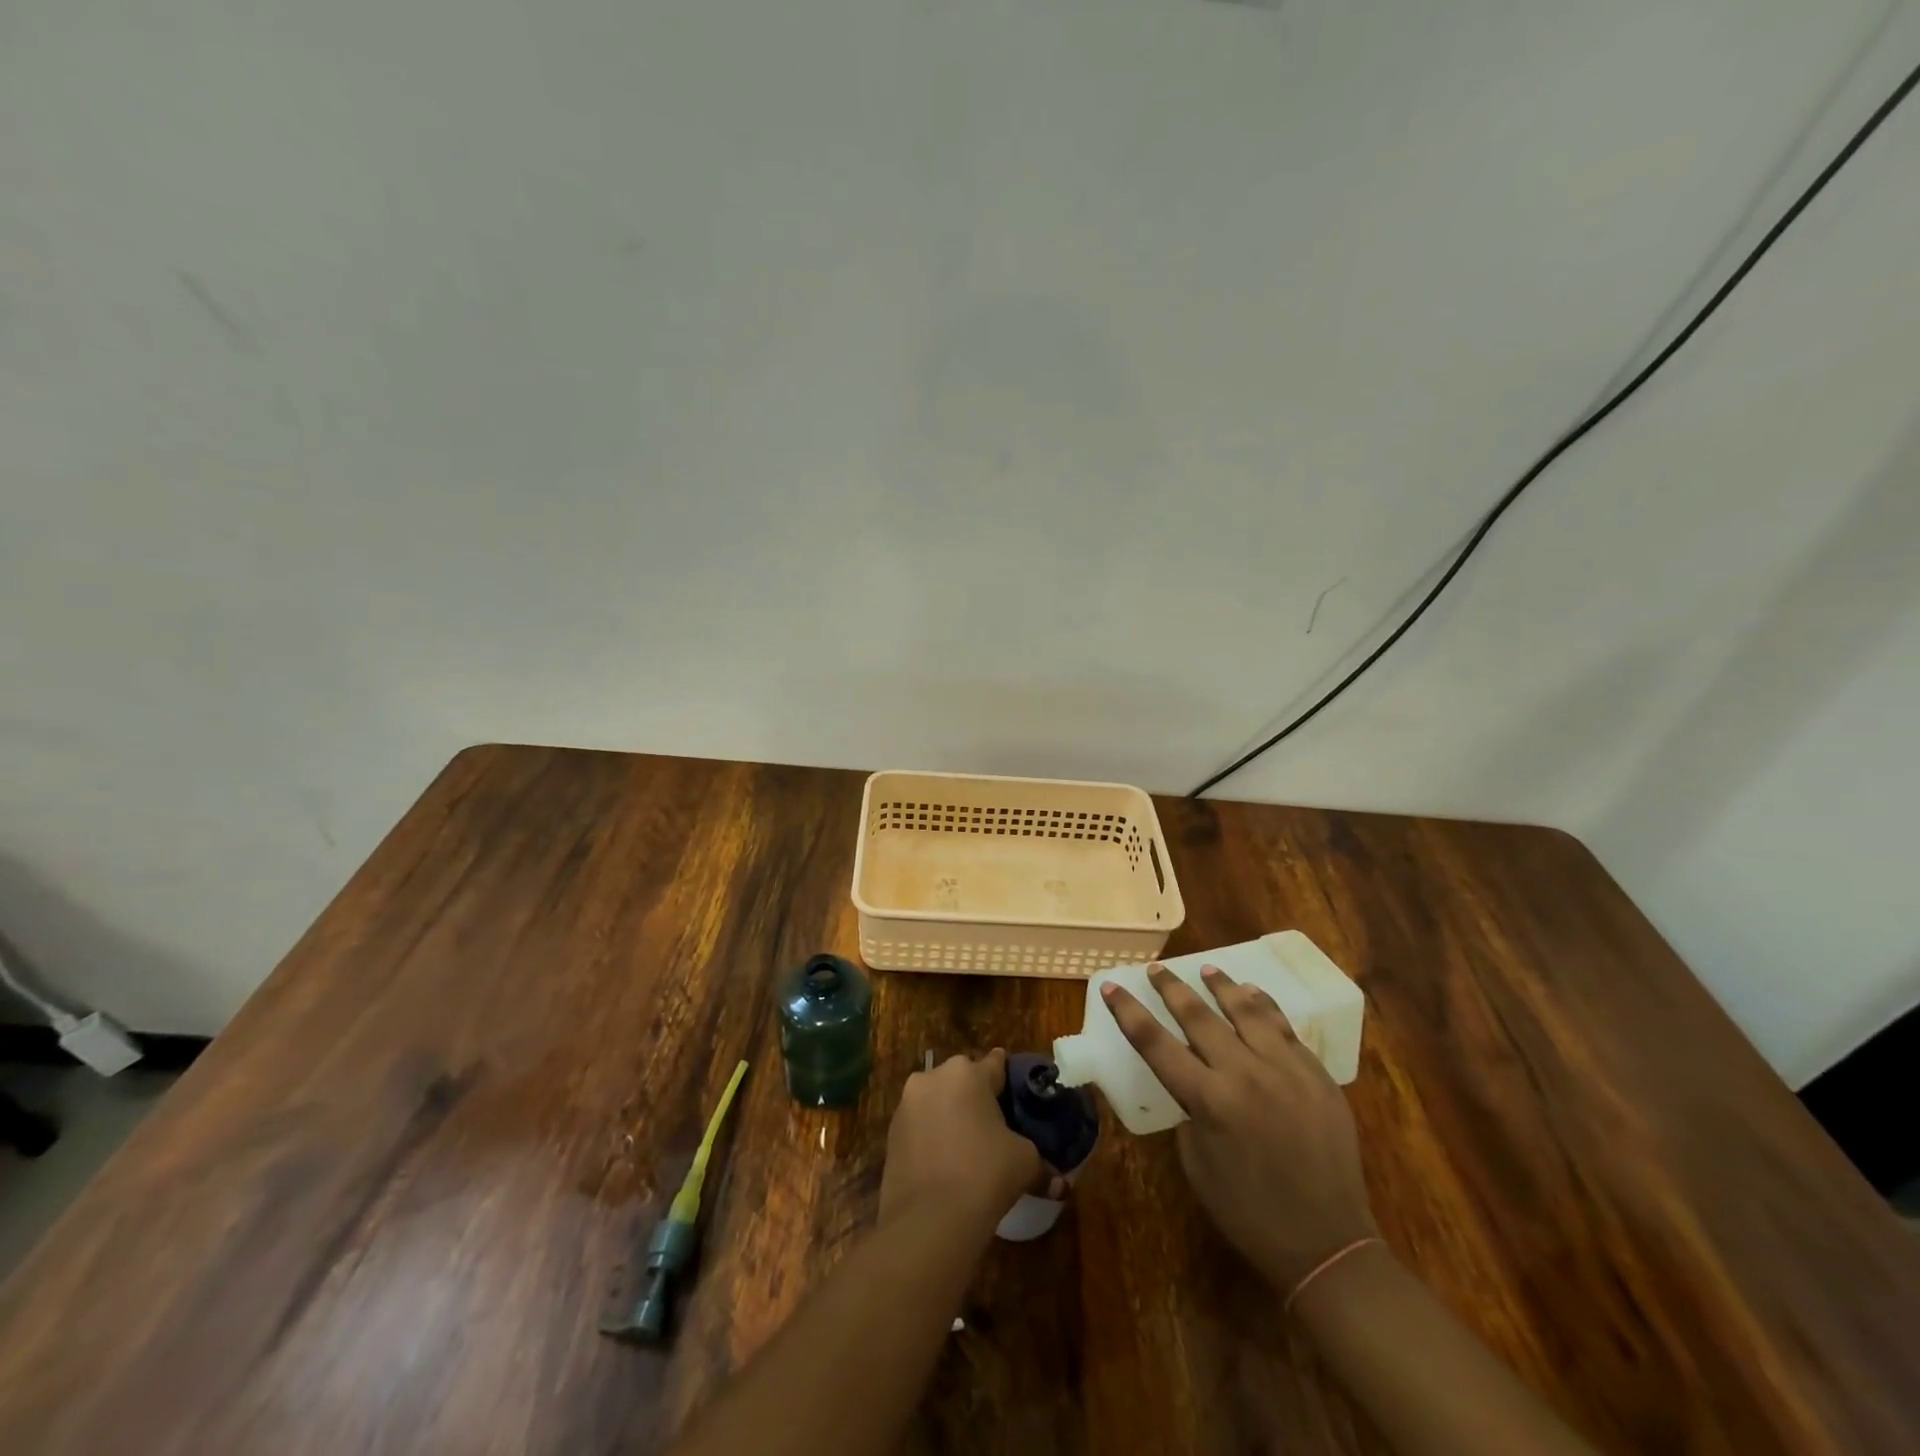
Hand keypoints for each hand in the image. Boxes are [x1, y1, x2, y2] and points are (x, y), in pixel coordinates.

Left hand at [879, 1049, 1039, 1236]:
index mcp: (968, 1073)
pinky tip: (944, 1163)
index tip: (1018, 1098)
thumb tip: (1060, 1183)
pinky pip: (919, 1125)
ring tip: (967, 1148)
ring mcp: (907, 1103)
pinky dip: (931, 1136)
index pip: (996, 1064)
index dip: (1009, 1081)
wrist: (928, 1220)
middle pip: (962, 1080)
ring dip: (950, 1115)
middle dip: (976, 1098)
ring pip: (937, 1100)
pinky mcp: (890, 1132)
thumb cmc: (984, 1174)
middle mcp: (933, 1076)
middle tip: (994, 1127)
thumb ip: (1042, 1163)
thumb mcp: (1024, 1163)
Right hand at [1103, 964, 1376, 1291]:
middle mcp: (1246, 1074)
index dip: (1129, 1013)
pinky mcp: (1318, 1075)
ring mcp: (1287, 1070)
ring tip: (1208, 969)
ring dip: (1223, 986)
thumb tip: (1192, 1077)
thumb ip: (1190, 1109)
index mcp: (1210, 1101)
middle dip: (1172, 988)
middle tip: (1156, 969)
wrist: (1329, 1244)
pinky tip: (1253, 995)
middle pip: (1199, 1017)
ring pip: (1248, 1011)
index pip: (1156, 1044)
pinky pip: (1286, 1028)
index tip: (1112, 987)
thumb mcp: (1197, 1163)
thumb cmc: (1249, 1212)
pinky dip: (1264, 1006)